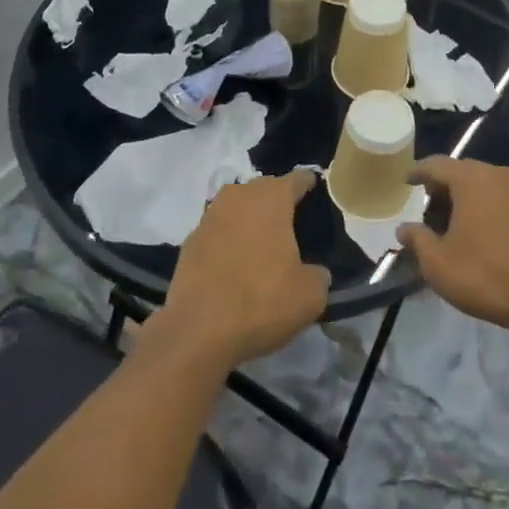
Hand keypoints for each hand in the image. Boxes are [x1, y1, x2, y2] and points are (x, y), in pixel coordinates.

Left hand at [151, 171, 330, 368]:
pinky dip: (228, 240)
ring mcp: (210, 216)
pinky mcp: (190, 240)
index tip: (315, 190)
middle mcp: (240, 196)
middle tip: (291, 222)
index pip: (297, 179)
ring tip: (262, 241)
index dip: (308, 184)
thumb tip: (315, 272)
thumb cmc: (262, 301)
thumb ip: (318, 275)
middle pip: (264, 189)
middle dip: (277, 200)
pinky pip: (218, 230)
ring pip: (237, 207)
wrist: (198, 329)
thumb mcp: (310, 295)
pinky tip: (234, 262)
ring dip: (249, 218)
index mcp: (272, 198)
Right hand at [399, 157, 508, 333]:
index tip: (406, 181)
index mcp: (470, 180)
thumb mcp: (438, 263)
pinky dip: (485, 205)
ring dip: (465, 195)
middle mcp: (496, 176)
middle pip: (461, 170)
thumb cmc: (485, 275)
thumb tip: (403, 228)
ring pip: (483, 183)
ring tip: (452, 219)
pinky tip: (479, 229)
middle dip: (442, 185)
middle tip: (427, 205)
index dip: (418, 172)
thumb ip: (417, 240)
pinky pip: (500, 197)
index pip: (436, 165)